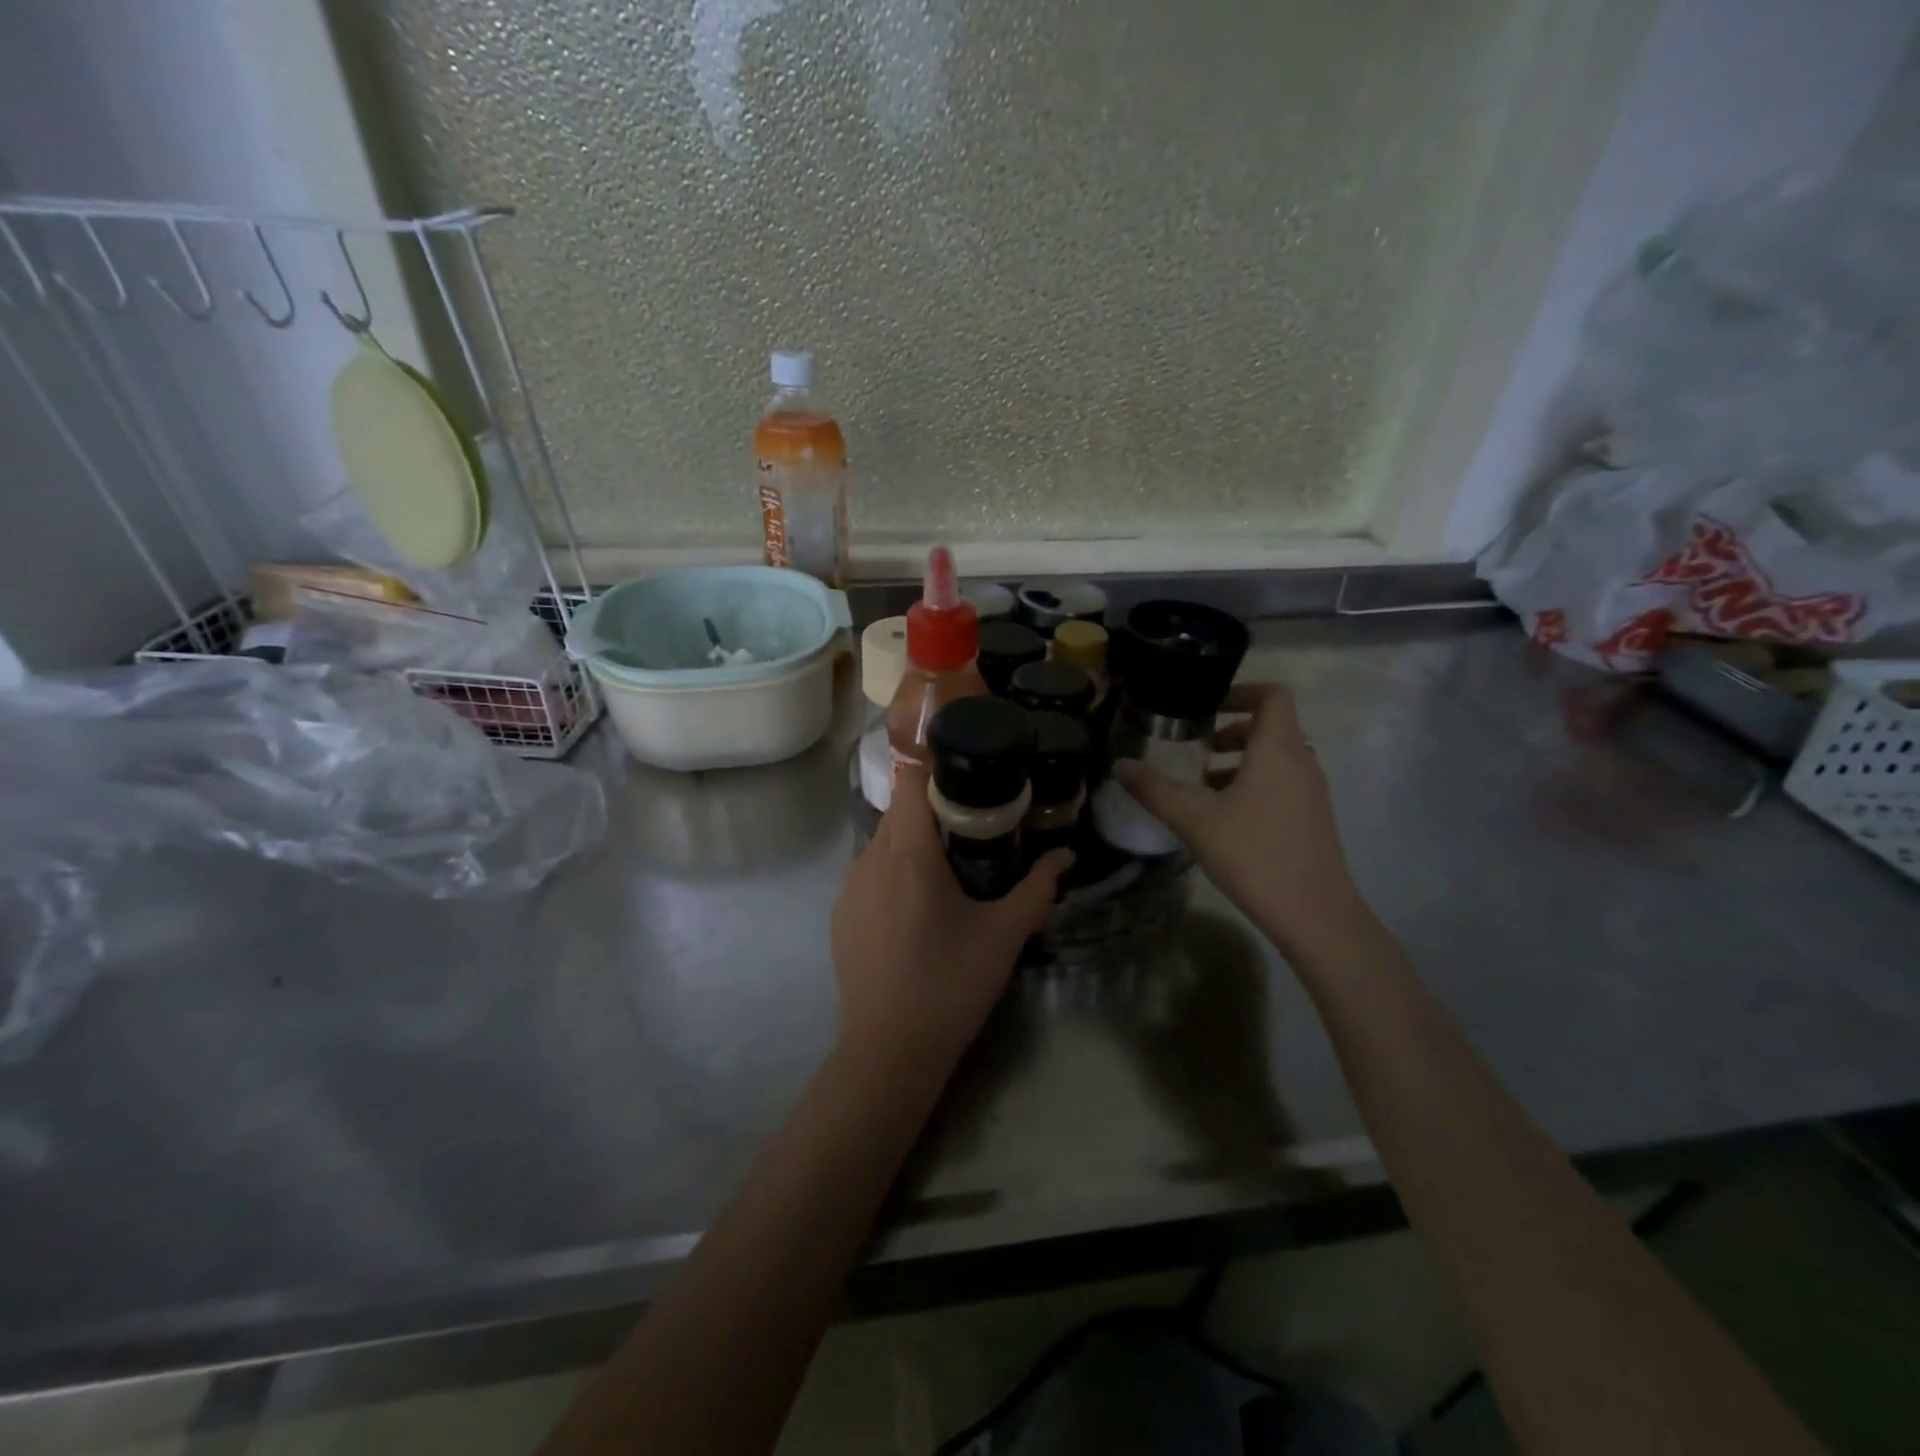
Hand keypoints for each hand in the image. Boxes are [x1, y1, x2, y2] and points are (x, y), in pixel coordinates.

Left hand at [831, 766, 1070, 1074]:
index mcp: (909, 855)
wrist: (889, 1050)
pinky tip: (915, 908)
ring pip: (881, 842)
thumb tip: (1066, 856)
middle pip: (898, 811)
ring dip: (910, 842)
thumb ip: (1038, 889)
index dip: (934, 770)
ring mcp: (849, 889)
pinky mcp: (840, 915)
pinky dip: (891, 872)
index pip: (910, 783)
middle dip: (931, 808)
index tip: (966, 778)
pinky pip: (868, 874)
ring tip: (946, 866)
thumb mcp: (1004, 935)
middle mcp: (871, 860)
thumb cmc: (951, 984)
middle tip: (971, 825)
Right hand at [1114, 684, 1367, 960]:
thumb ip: (1154, 789)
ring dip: (1241, 760)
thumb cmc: (1254, 854)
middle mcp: (1301, 763)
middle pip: (1272, 727)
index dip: (1241, 692)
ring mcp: (1311, 793)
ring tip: (1203, 785)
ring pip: (1276, 758)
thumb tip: (1120, 765)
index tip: (1207, 707)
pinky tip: (1224, 818)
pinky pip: (1282, 784)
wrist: (1315, 915)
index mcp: (1278, 750)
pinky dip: (1254, 784)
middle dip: (1233, 730)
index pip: (1273, 696)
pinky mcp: (1312, 820)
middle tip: (1198, 747)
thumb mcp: (1194, 819)